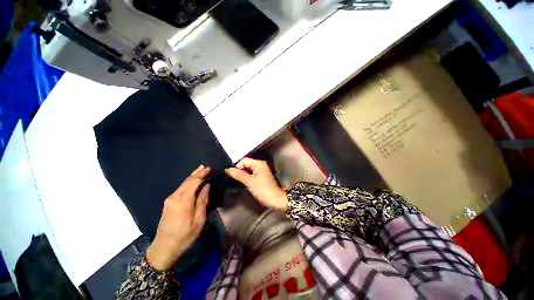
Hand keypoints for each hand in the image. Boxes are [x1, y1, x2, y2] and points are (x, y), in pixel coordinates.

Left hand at [146, 165, 210, 270]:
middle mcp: (175, 197)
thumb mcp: (199, 220)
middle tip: (206, 167)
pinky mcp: (168, 203)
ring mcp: (170, 199)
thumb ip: (202, 201)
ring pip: (183, 183)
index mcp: (183, 201)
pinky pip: (180, 188)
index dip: (202, 174)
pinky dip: (188, 182)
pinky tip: (192, 181)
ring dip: (192, 176)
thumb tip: (207, 186)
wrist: (163, 248)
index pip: (194, 182)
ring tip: (200, 170)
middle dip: (197, 173)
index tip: (210, 169)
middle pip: (187, 181)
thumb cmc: (185, 236)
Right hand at [225, 158, 287, 209]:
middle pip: (246, 164)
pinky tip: (244, 182)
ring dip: (243, 174)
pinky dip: (247, 177)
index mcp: (258, 163)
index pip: (244, 160)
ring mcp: (261, 170)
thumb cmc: (262, 189)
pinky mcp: (261, 176)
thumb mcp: (249, 181)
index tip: (233, 175)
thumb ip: (238, 174)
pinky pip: (251, 173)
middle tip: (235, 179)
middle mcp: (260, 164)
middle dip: (240, 170)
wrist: (275, 199)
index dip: (238, 166)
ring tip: (239, 181)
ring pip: (248, 169)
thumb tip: (227, 169)